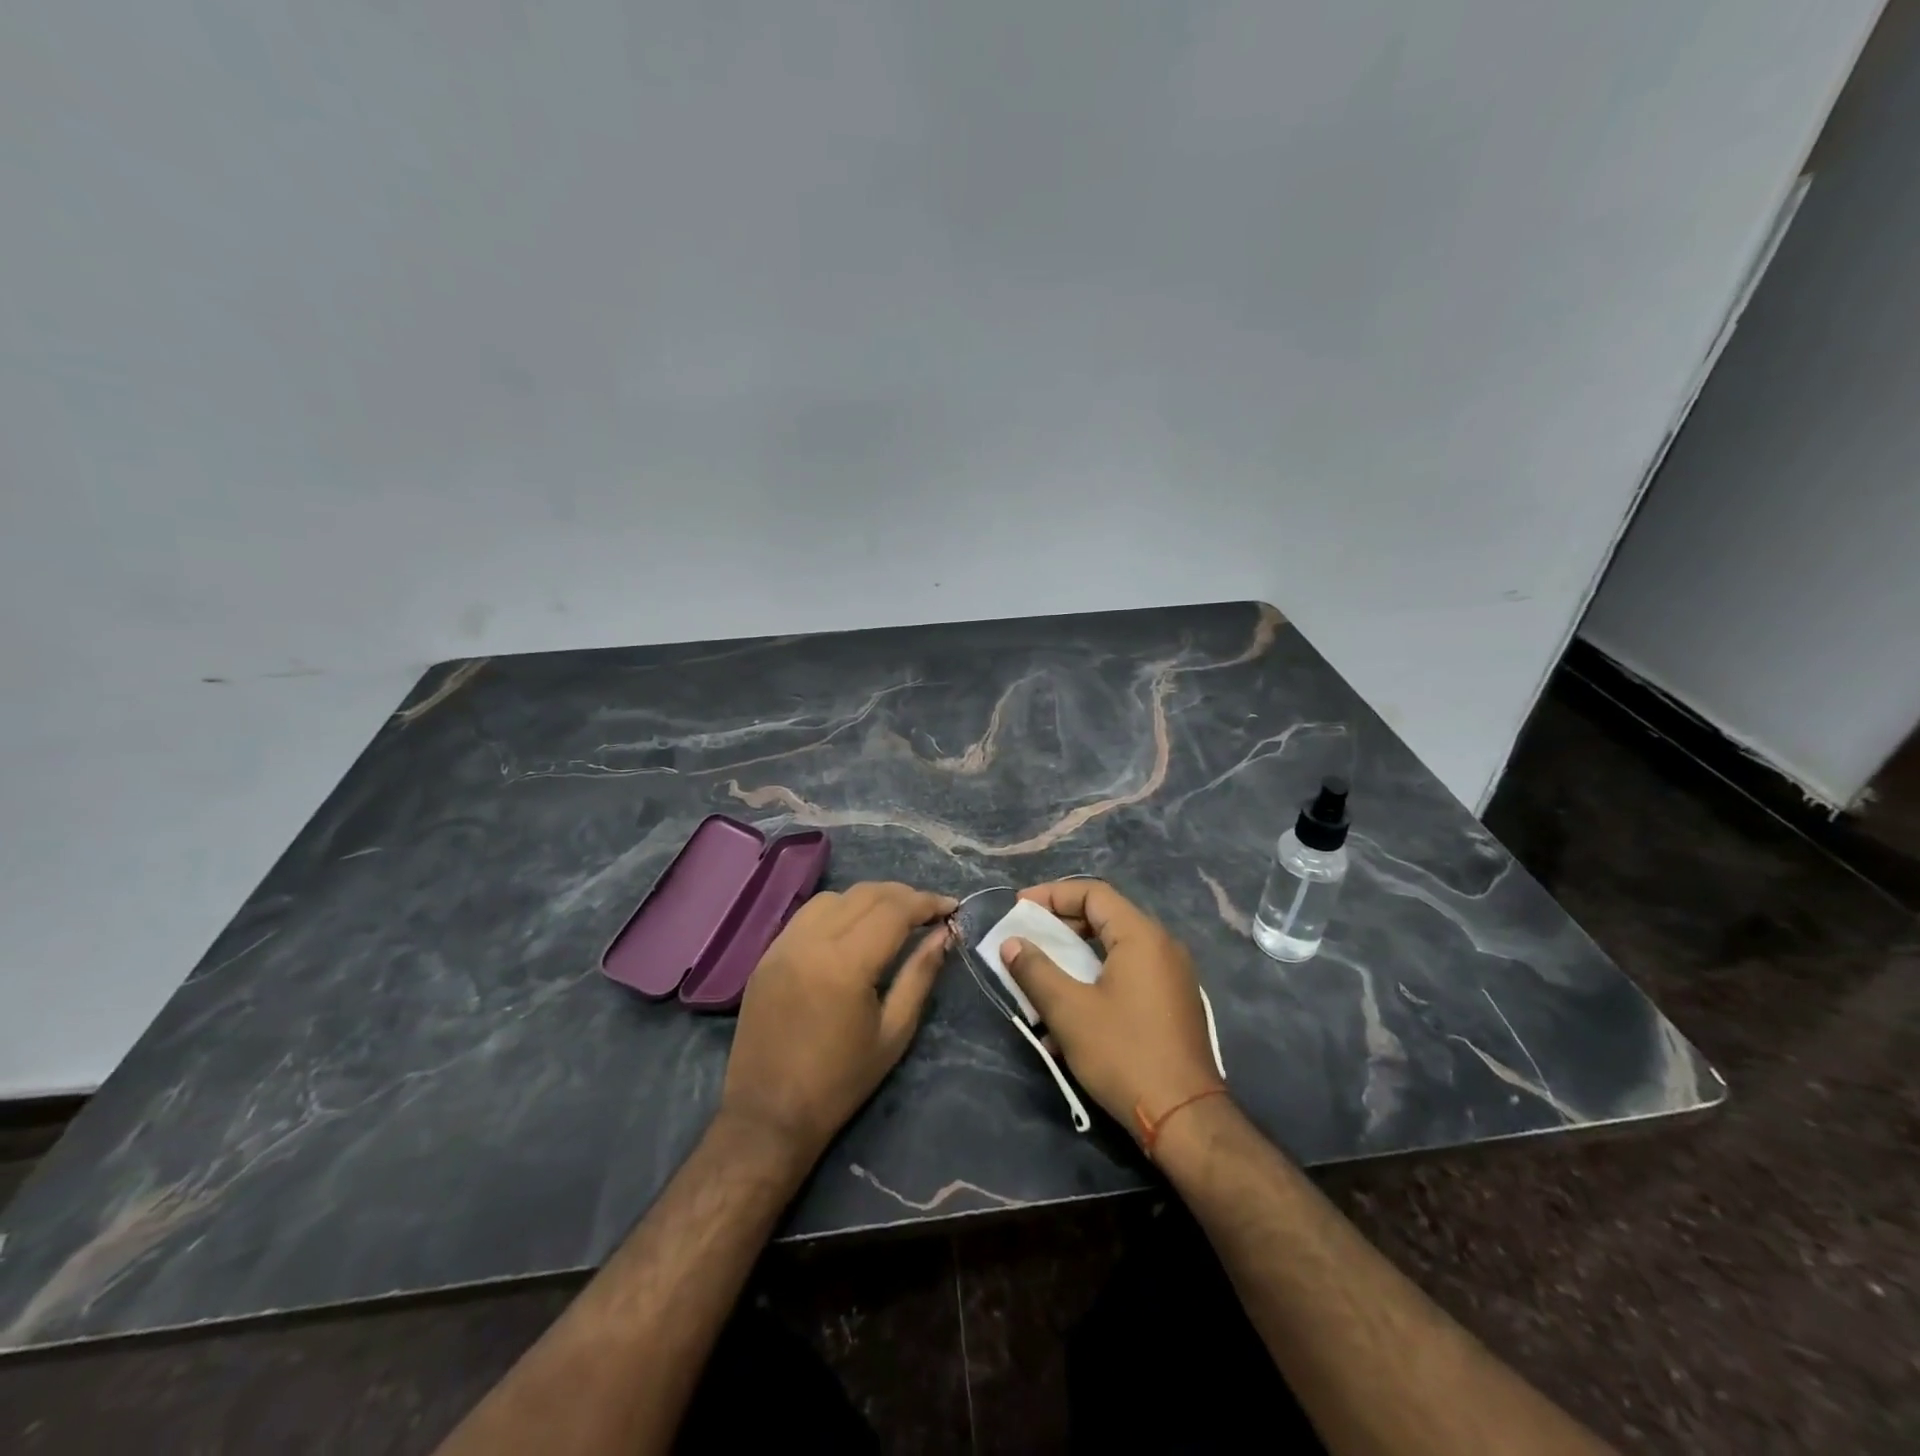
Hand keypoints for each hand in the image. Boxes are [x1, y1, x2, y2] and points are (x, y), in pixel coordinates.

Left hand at [722, 881, 955, 1163]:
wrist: (768, 1115)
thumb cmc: (840, 1082)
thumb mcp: (893, 1032)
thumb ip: (920, 975)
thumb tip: (944, 934)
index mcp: (845, 964)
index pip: (894, 910)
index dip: (927, 903)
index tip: (952, 907)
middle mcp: (811, 941)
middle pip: (865, 894)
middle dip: (903, 895)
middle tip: (929, 910)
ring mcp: (783, 945)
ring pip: (835, 897)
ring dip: (869, 898)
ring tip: (893, 916)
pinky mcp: (767, 954)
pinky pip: (808, 915)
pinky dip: (838, 909)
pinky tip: (853, 928)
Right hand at [1000, 880, 1222, 1136]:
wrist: (1184, 1118)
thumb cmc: (1123, 1054)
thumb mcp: (1069, 1010)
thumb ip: (1035, 970)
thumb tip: (1011, 943)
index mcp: (1141, 936)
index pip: (1094, 893)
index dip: (1052, 895)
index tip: (1020, 908)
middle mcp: (1162, 946)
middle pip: (1105, 917)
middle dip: (1061, 926)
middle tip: (1028, 939)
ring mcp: (1172, 976)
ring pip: (1114, 950)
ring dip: (1075, 958)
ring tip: (1042, 977)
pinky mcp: (1173, 1004)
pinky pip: (1128, 975)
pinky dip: (1096, 980)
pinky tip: (1071, 1015)